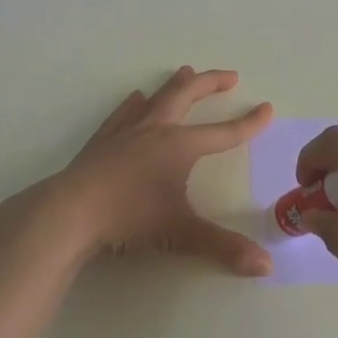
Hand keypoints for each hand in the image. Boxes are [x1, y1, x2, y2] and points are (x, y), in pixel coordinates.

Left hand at [31, 67, 274, 276]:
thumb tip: (265, 265)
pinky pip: (123, 114)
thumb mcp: (180, 233)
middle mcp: (156, 130)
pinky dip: (134, 104)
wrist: (70, 212)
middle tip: (229, 76)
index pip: (223, 133)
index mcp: (179, 146)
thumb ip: (223, 247)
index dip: (248, 123)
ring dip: (174, 85)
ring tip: (185, 71)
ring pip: (156, 98)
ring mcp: (126, 132)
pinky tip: (135, 98)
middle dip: (210, 84)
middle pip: (187, 96)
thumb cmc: (129, 218)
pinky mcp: (102, 141)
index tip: (267, 108)